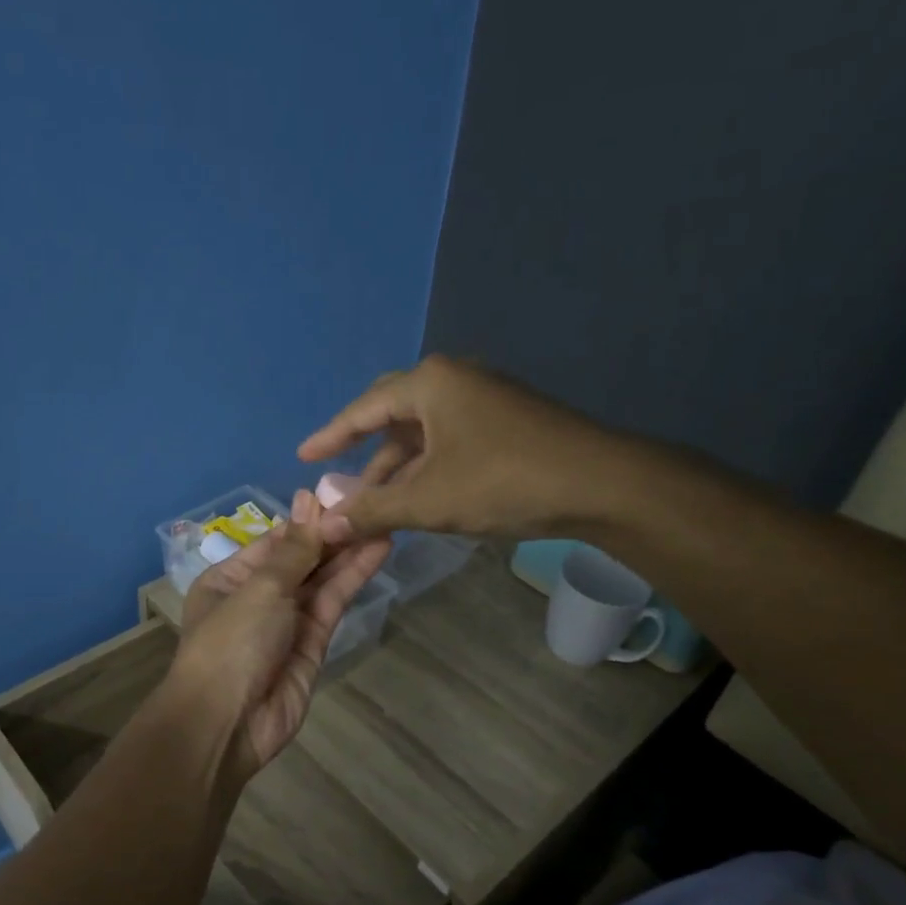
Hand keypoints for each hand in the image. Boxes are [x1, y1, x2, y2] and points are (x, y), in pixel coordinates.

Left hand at [172, 491, 390, 782]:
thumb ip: (294, 550)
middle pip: (301, 559)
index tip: (343, 493)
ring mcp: (287, 621)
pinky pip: (333, 604)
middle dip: (334, 534)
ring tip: (385, 518)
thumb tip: (308, 500)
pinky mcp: (313, 644)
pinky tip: (377, 550)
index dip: (308, 520)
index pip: (275, 541)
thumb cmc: (230, 644)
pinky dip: (353, 579)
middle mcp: (258, 596)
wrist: (227, 723)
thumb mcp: (259, 589)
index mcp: (230, 578)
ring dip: (350, 552)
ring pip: (322, 580)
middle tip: (374, 502)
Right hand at [298, 355, 631, 540]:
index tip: (303, 456)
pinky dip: (427, 468)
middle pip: (392, 415)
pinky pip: (449, 440)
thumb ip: (373, 509)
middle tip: (338, 478)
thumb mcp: (428, 500)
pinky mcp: (507, 422)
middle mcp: (455, 380)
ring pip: (424, 433)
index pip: (363, 409)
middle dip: (364, 452)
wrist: (602, 485)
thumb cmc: (503, 482)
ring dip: (398, 469)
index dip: (330, 436)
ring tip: (376, 505)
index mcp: (430, 384)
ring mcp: (485, 399)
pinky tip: (420, 498)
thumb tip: (325, 523)